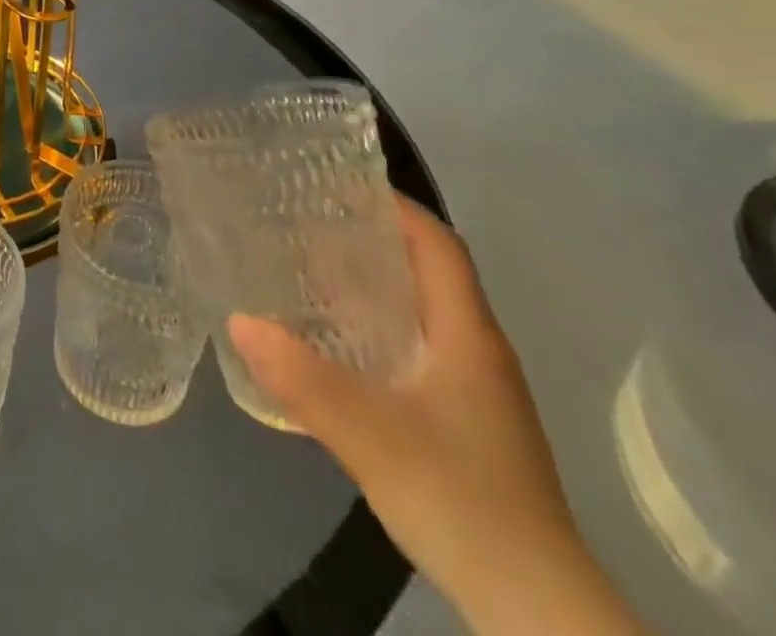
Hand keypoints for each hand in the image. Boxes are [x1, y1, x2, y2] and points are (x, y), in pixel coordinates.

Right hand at [228, 200, 634, 631]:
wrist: (537, 612)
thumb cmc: (462, 501)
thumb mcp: (371, 435)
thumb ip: (304, 379)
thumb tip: (238, 320)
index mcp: (467, 336)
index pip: (437, 244)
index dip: (395, 206)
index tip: (340, 182)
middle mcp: (477, 352)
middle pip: (427, 272)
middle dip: (371, 240)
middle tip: (307, 222)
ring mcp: (476, 393)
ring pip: (420, 314)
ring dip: (371, 286)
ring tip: (309, 271)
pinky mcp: (466, 426)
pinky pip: (416, 350)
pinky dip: (376, 330)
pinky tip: (336, 346)